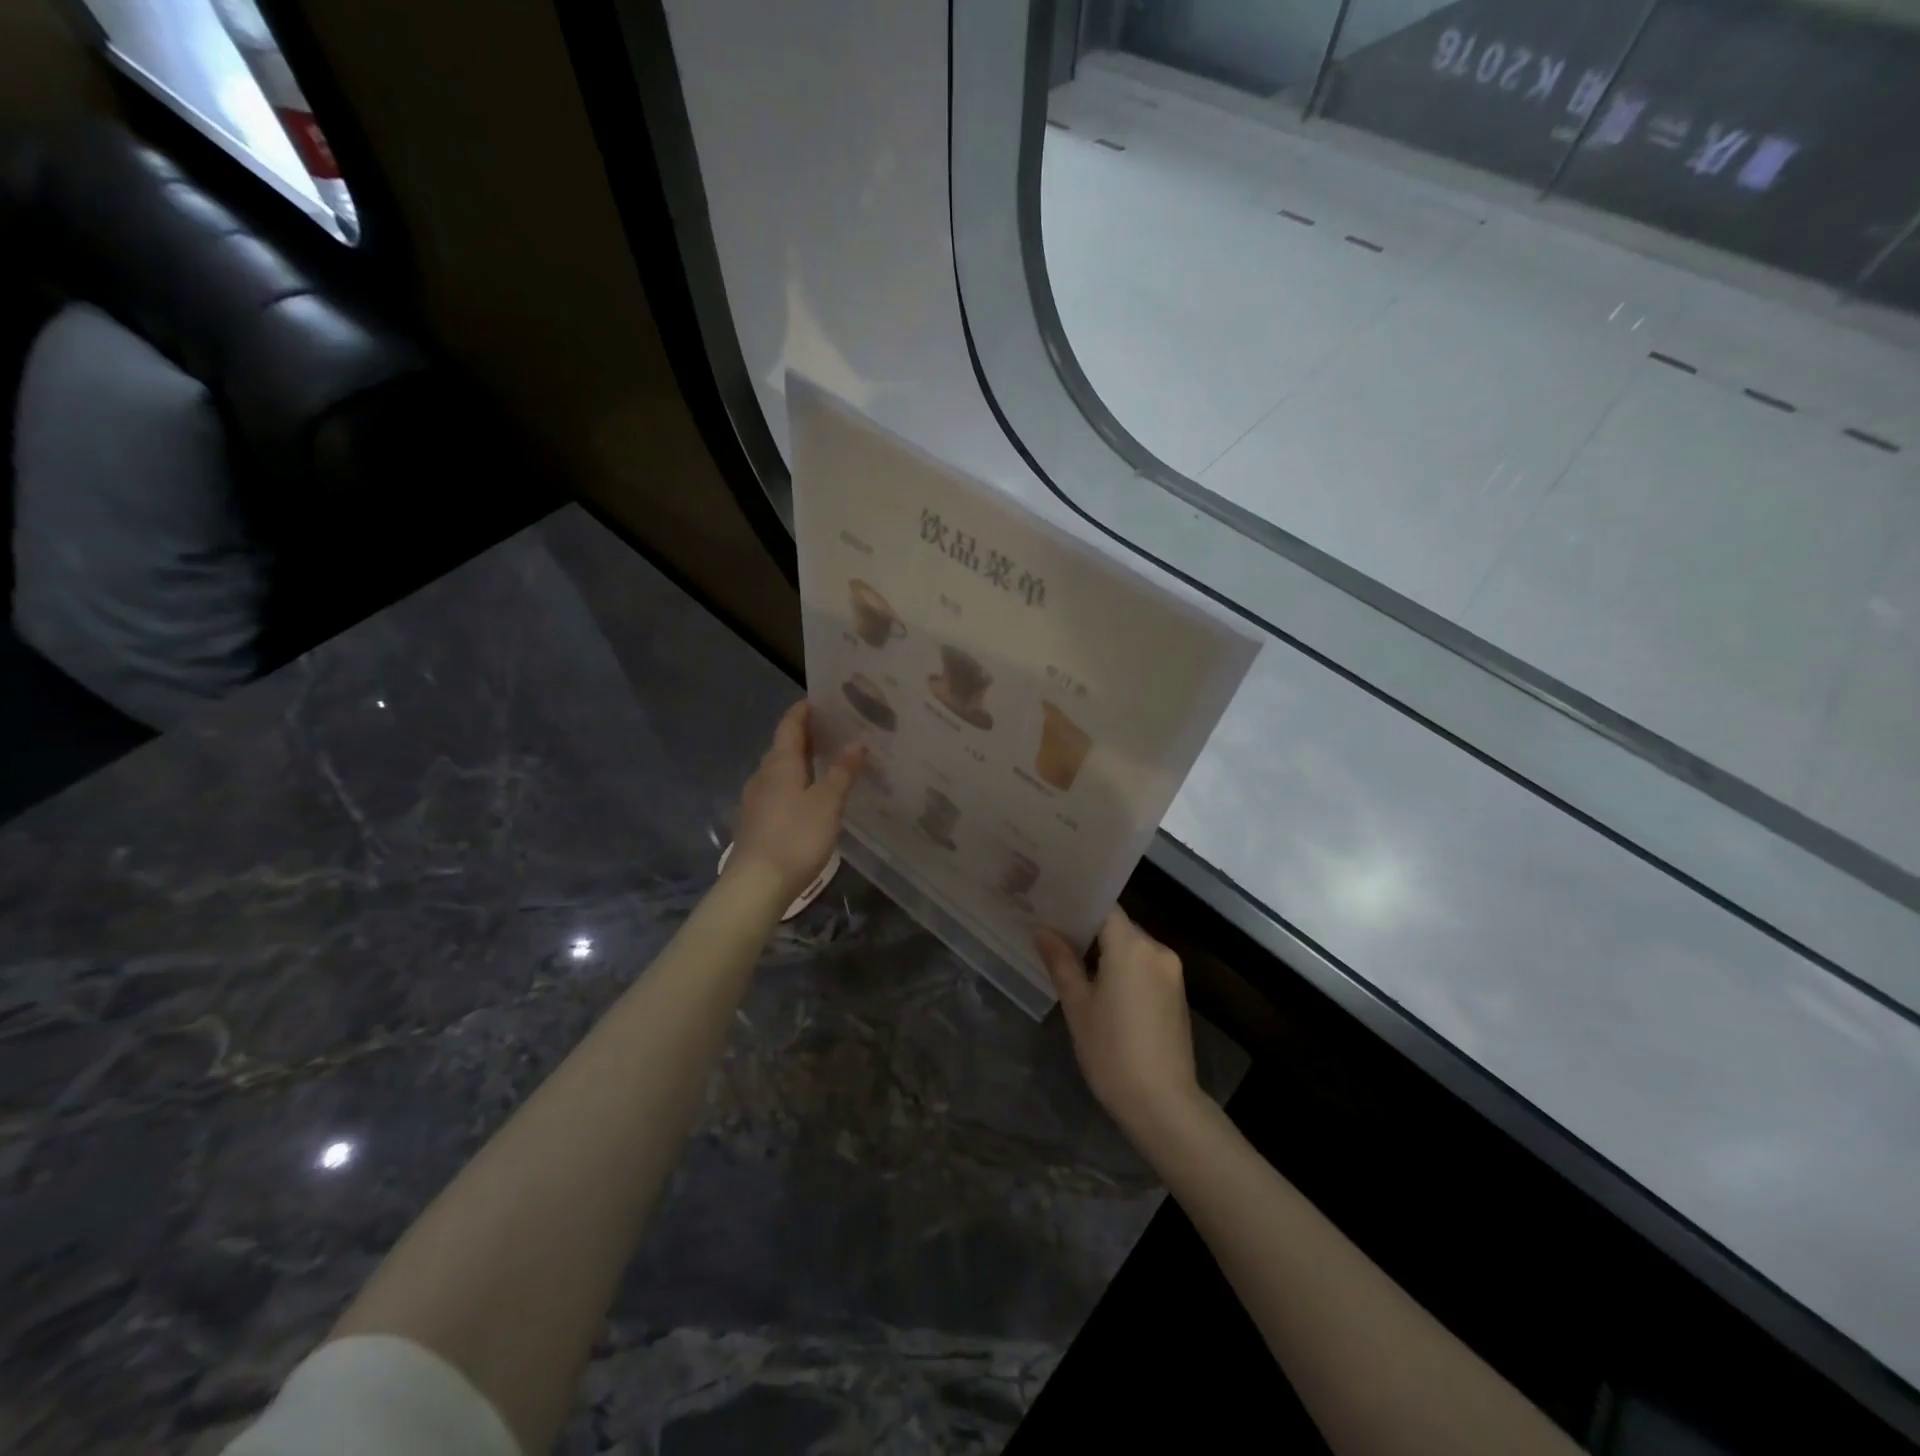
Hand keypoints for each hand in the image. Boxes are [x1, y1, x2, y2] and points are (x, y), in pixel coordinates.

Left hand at [729, 702, 864, 905]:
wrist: (756, 885)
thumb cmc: (795, 838)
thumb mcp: (827, 804)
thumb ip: (842, 772)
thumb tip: (856, 743)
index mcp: (780, 764)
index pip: (789, 726)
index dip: (803, 712)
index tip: (818, 701)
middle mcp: (763, 776)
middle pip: (782, 747)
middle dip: (804, 736)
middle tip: (832, 731)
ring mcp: (755, 801)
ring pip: (778, 771)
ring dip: (799, 762)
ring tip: (825, 762)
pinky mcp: (755, 823)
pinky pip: (776, 792)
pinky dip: (793, 784)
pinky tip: (808, 797)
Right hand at [1038, 909, 1199, 1133]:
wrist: (1163, 1103)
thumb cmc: (1111, 1052)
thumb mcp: (1078, 1006)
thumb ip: (1061, 962)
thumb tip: (1043, 930)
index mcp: (1131, 946)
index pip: (1105, 908)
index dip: (1080, 905)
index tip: (1054, 908)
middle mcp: (1157, 950)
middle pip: (1120, 926)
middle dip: (1091, 931)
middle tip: (1057, 937)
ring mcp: (1172, 972)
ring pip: (1134, 947)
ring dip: (1109, 952)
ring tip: (1076, 963)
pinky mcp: (1178, 993)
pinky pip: (1147, 966)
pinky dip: (1126, 968)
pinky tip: (1105, 988)